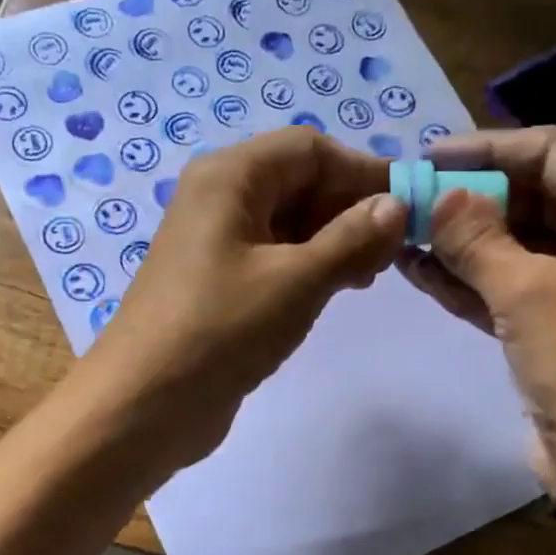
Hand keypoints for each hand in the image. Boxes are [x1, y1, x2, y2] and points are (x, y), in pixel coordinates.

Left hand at [75, 127, 406, 471]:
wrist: (144, 404)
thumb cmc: (221, 330)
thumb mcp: (296, 281)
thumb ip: (351, 239)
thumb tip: (396, 206)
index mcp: (230, 177)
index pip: (311, 150)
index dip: (364, 171)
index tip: (411, 207)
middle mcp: (220, 198)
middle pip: (299, 182)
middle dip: (350, 209)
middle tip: (392, 252)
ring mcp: (216, 243)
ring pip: (289, 222)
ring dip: (334, 240)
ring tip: (369, 275)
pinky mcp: (219, 283)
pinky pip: (274, 256)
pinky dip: (309, 266)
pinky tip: (336, 290)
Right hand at [395, 125, 555, 493]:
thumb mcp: (529, 294)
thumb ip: (478, 239)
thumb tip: (437, 197)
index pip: (555, 153)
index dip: (491, 148)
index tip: (431, 156)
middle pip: (534, 197)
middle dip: (471, 196)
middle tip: (410, 196)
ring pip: (515, 244)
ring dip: (462, 239)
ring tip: (402, 230)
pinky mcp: (555, 326)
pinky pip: (508, 286)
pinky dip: (468, 279)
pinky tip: (418, 269)